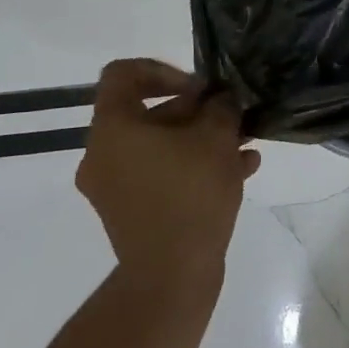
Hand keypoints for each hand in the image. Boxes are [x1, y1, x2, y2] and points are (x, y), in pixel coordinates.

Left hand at [75, 59, 260, 298]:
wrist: (172, 277)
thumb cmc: (190, 194)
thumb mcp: (216, 137)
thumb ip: (220, 106)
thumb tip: (220, 99)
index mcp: (113, 129)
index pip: (123, 74)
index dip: (163, 70)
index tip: (199, 89)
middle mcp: (103, 154)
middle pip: (147, 112)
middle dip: (196, 110)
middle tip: (232, 115)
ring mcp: (115, 187)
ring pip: (160, 146)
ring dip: (202, 139)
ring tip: (245, 143)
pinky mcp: (132, 212)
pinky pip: (162, 174)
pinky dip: (194, 167)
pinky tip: (241, 171)